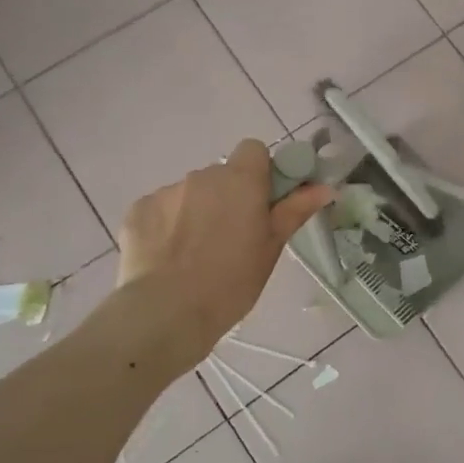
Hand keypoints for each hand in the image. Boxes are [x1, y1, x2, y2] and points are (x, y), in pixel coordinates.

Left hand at [117, 140, 330, 358]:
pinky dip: (167, 226)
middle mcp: (202, 176)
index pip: (253, 150)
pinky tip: (168, 259)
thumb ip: (295, 210)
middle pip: (221, 176)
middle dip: (228, 197)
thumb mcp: (271, 248)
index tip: (262, 203)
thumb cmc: (231, 282)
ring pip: (191, 193)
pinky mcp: (138, 210)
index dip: (260, 172)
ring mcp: (167, 191)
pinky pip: (161, 210)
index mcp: (240, 181)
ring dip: (197, 212)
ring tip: (196, 255)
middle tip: (232, 238)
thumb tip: (325, 187)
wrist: (166, 313)